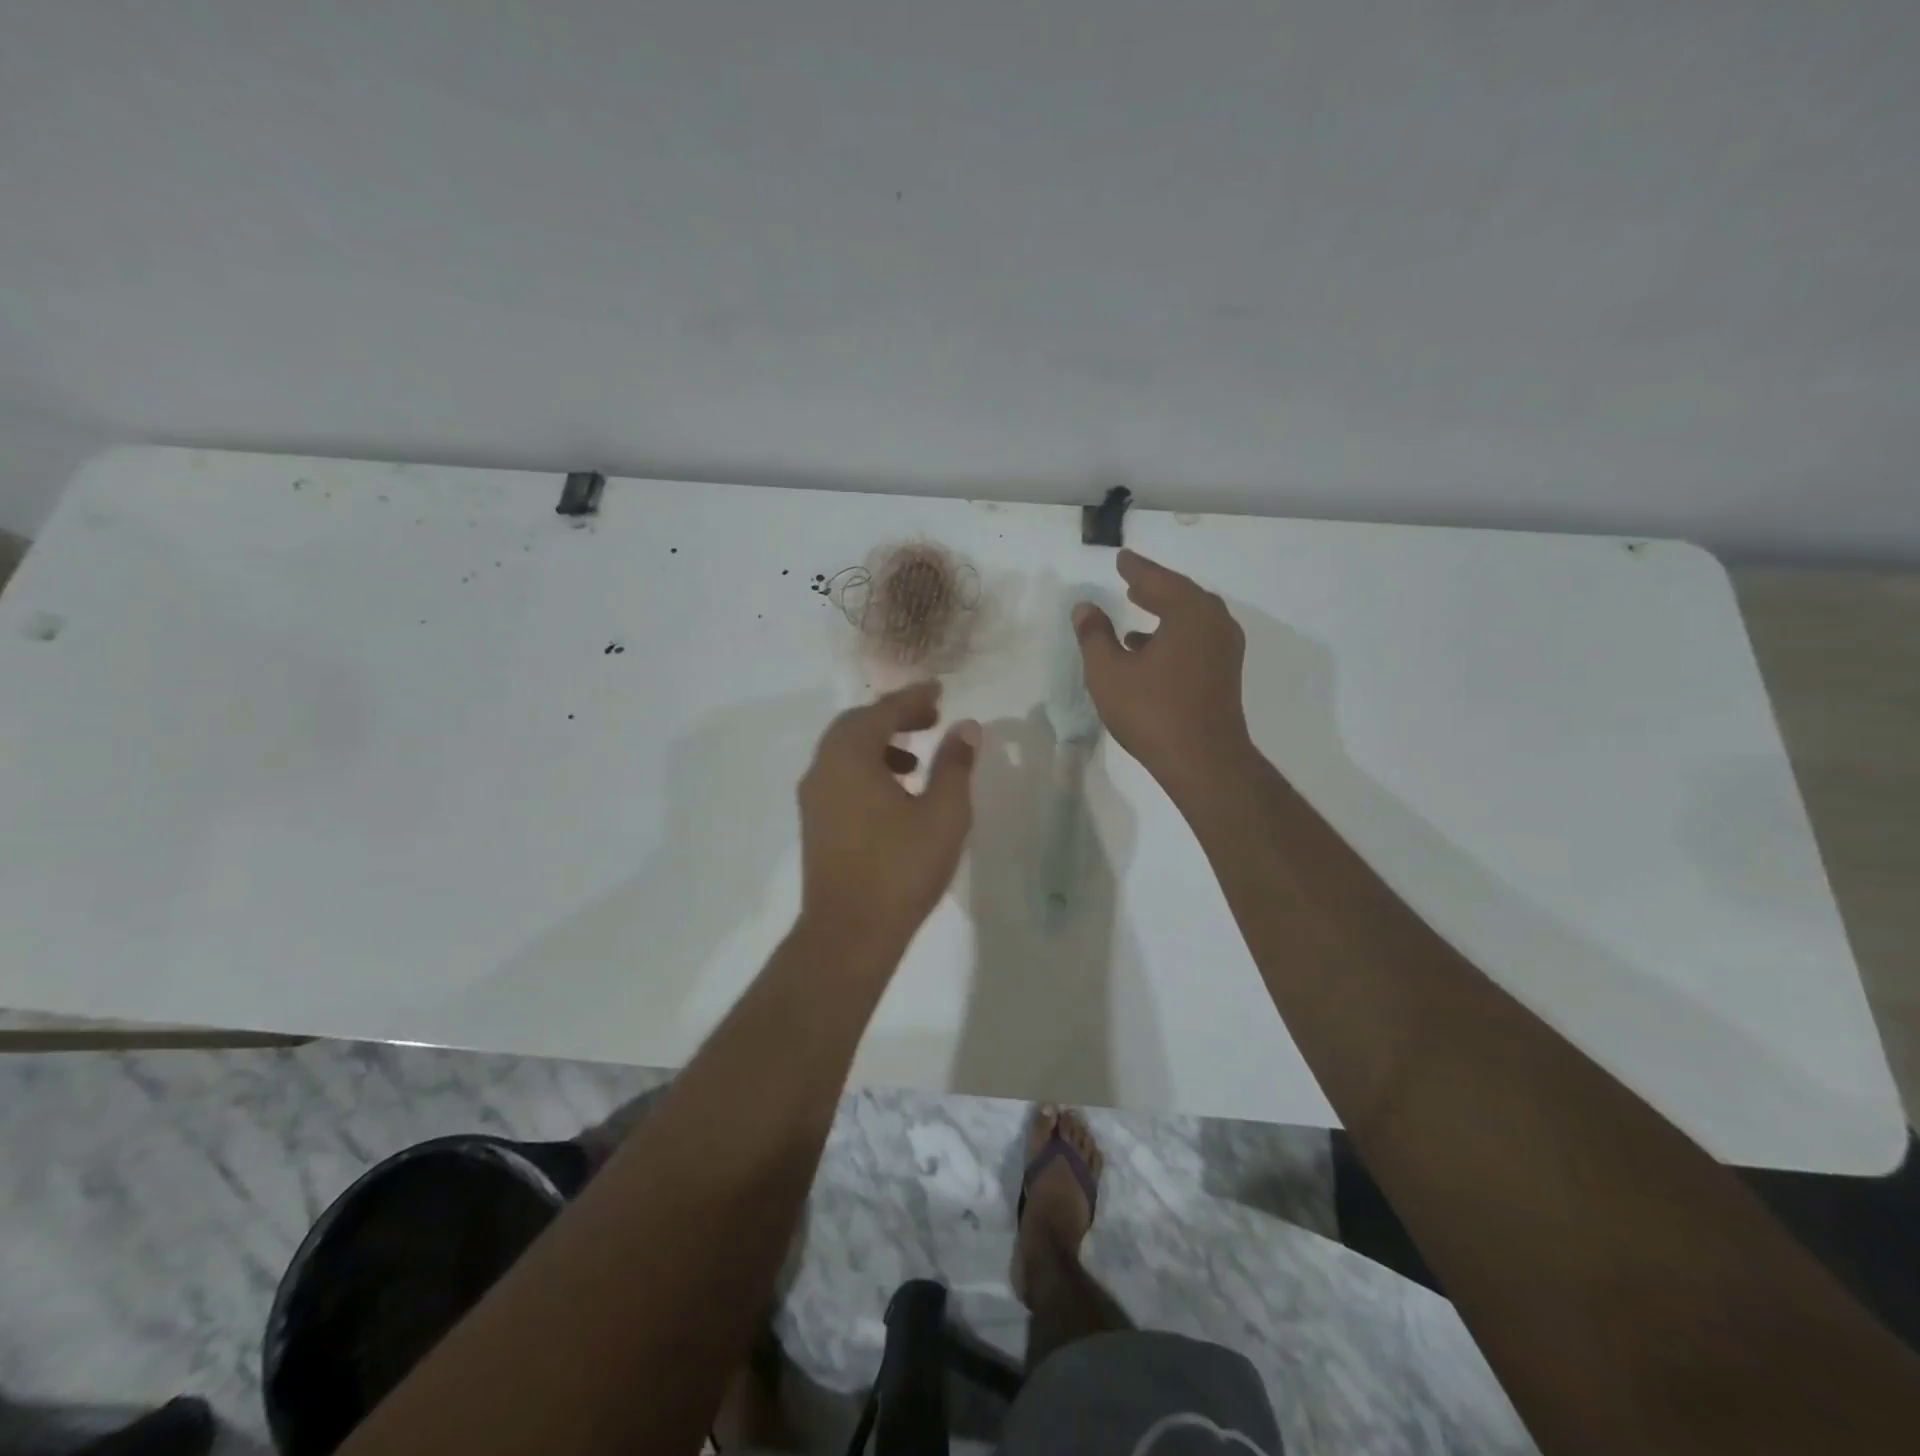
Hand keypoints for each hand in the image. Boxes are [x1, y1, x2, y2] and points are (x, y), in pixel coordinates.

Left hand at [797, 681, 980, 956]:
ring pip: (845, 752)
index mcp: (850, 756)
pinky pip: (840, 777)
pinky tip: (896, 795)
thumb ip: (955, 764)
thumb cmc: (901, 868)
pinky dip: (868, 769)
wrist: (849, 934)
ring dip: (880, 744)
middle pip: (857, 725)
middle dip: (894, 717)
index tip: (939, 691)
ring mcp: (814, 798)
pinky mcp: (815, 823)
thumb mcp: (943, 813)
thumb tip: (965, 727)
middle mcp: (823, 768)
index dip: (914, 698)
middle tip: (930, 718)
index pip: (883, 711)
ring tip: (917, 760)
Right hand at [1073, 549, 1253, 799]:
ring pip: (1191, 619)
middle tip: (1132, 582)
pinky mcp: (1225, 674)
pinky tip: (1149, 652)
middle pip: (1181, 595)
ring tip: (1137, 612)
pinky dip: (1174, 635)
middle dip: (1155, 588)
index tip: (1122, 559)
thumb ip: (1094, 636)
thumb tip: (1085, 607)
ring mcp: (1225, 650)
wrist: (1204, 762)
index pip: (1157, 580)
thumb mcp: (1109, 672)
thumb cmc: (1152, 711)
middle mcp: (1214, 623)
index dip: (1136, 569)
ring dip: (1164, 613)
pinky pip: (1197, 639)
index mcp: (1190, 612)